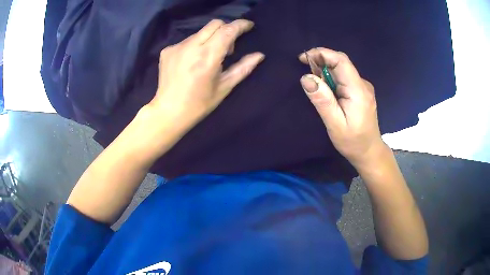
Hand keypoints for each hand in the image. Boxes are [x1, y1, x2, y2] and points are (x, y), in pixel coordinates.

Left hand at [148, 19, 264, 130]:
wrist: (168, 112)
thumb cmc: (199, 104)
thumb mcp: (224, 87)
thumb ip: (243, 68)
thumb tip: (259, 55)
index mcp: (207, 57)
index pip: (227, 31)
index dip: (241, 25)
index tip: (248, 26)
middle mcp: (191, 47)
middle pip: (214, 24)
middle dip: (226, 29)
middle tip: (228, 48)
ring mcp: (177, 47)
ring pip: (200, 32)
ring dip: (210, 39)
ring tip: (208, 57)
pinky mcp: (167, 50)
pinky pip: (187, 40)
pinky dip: (195, 46)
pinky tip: (192, 62)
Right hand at [299, 48, 385, 167]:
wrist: (369, 152)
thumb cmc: (353, 142)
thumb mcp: (335, 124)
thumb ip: (322, 100)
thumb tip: (306, 77)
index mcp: (358, 90)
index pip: (341, 60)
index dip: (322, 53)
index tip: (303, 58)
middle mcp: (363, 84)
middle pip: (341, 63)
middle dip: (321, 61)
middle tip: (306, 73)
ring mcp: (363, 87)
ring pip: (342, 70)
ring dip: (325, 71)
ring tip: (315, 85)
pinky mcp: (361, 92)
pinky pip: (345, 78)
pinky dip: (332, 78)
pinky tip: (326, 90)